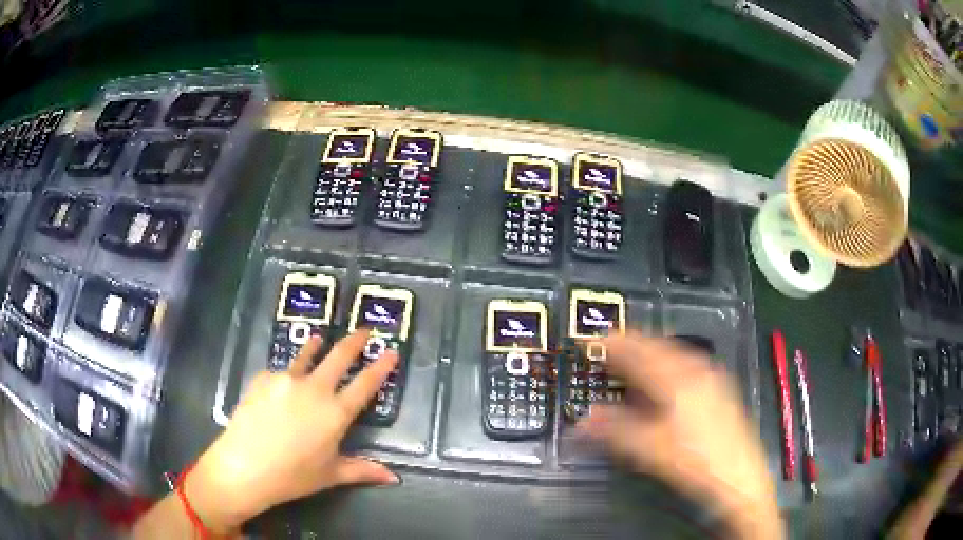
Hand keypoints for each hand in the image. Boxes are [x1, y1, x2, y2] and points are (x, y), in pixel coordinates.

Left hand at [185, 330, 398, 531]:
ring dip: (317, 345)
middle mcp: (314, 389)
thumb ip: (363, 470)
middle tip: (364, 330)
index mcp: (335, 413)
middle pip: (339, 356)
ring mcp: (286, 379)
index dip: (381, 366)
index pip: (366, 384)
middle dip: (355, 341)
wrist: (245, 465)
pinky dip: (287, 374)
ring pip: (307, 355)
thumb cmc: (294, 476)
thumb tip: (394, 477)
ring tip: (319, 338)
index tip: (391, 351)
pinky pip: (281, 371)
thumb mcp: (331, 475)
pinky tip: (281, 384)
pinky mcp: (264, 378)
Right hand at [580, 332, 780, 537]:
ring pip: (674, 352)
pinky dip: (668, 363)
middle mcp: (697, 369)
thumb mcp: (650, 450)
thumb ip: (614, 431)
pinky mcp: (720, 387)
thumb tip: (582, 421)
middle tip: (607, 348)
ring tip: (630, 360)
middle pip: (658, 345)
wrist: (739, 476)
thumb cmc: (695, 461)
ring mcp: (712, 376)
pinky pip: (688, 362)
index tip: (590, 342)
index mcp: (678, 379)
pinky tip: (664, 378)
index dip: (612, 343)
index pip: (638, 350)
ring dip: (649, 352)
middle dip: (630, 344)